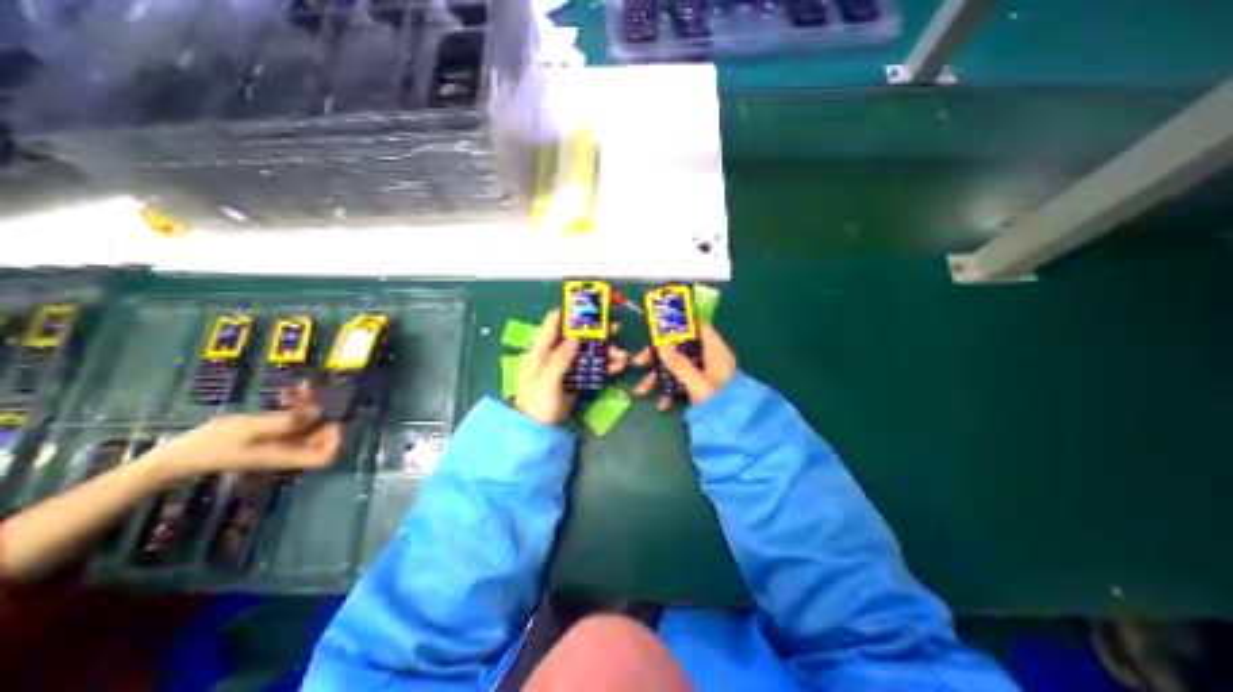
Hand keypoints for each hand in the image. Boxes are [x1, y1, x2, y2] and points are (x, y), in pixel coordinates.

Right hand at [143, 384, 340, 484]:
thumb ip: (287, 422)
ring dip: (308, 408)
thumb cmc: (214, 443)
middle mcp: (290, 451)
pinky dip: (296, 409)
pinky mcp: (273, 436)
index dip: (335, 443)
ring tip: (300, 390)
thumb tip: (317, 413)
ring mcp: (282, 444)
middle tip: (310, 399)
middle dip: (322, 417)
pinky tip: (290, 393)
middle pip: (323, 438)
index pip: (326, 458)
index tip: (330, 424)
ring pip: (311, 426)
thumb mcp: (252, 429)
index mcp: (288, 456)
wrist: (178, 456)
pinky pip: (295, 422)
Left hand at [514, 309, 626, 427]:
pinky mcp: (576, 379)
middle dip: (596, 332)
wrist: (541, 433)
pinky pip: (592, 368)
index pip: (552, 326)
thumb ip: (560, 359)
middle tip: (616, 328)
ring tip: (623, 355)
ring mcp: (566, 368)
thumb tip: (575, 337)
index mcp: (541, 353)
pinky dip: (605, 366)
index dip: (567, 313)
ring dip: (605, 351)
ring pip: (587, 352)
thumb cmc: (538, 406)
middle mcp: (554, 356)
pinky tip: (618, 367)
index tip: (585, 303)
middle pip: (576, 337)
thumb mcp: (547, 382)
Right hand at [629, 321, 735, 412]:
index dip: (680, 323)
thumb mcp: (697, 383)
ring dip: (659, 378)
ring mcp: (704, 373)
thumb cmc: (720, 401)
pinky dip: (670, 391)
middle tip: (639, 362)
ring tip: (641, 391)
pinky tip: (663, 405)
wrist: (736, 430)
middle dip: (658, 356)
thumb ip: (679, 365)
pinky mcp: (700, 387)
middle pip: (680, 347)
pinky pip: (681, 382)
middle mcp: (709, 358)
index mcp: (714, 350)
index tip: (658, 328)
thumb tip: (661, 347)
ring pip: (677, 366)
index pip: (698, 326)